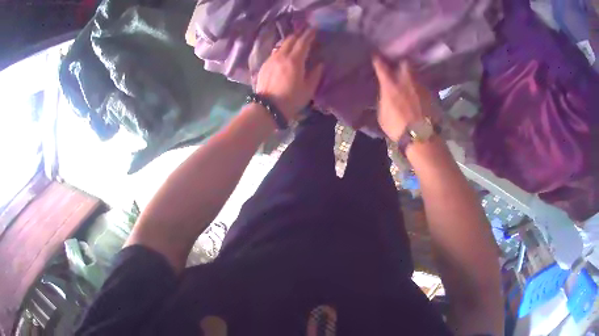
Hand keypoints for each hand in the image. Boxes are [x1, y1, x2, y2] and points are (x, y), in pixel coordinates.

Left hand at [255, 28, 323, 120]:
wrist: (267, 108)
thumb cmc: (291, 100)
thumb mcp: (308, 89)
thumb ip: (315, 74)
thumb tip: (320, 64)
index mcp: (295, 61)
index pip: (303, 42)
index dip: (309, 35)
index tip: (314, 29)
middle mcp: (282, 56)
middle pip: (291, 40)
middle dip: (299, 35)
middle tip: (305, 32)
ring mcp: (271, 59)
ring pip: (281, 45)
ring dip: (290, 41)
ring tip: (295, 41)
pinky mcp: (265, 65)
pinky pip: (275, 52)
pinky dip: (282, 49)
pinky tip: (284, 52)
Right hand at [372, 56, 437, 141]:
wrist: (421, 135)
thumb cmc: (397, 126)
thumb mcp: (382, 114)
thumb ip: (383, 100)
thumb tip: (385, 94)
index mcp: (390, 85)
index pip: (381, 66)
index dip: (378, 60)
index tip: (376, 55)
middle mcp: (406, 80)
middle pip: (404, 62)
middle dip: (401, 63)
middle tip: (398, 67)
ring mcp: (420, 86)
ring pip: (415, 74)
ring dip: (411, 77)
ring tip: (409, 83)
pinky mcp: (430, 94)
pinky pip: (423, 86)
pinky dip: (419, 89)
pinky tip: (418, 95)